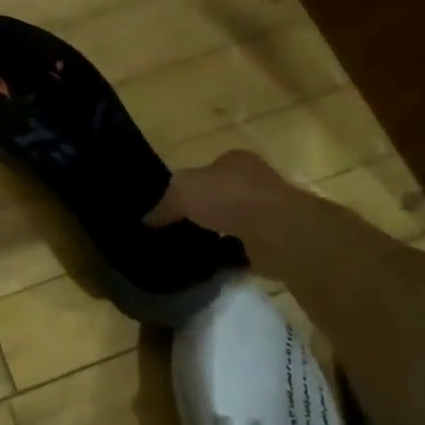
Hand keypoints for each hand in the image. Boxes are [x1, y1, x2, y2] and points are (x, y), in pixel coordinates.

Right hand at [146, 149, 304, 274]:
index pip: (207, 170)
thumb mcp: (183, 191)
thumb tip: (147, 220)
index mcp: (235, 160)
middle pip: (221, 196)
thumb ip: (164, 204)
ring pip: (233, 223)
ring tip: (190, 249)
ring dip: (217, 235)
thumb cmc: (229, 197)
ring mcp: (268, 212)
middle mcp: (254, 181)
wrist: (277, 231)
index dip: (189, 186)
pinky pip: (244, 248)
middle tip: (177, 229)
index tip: (171, 206)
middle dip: (203, 211)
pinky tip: (211, 264)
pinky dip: (230, 256)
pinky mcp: (274, 241)